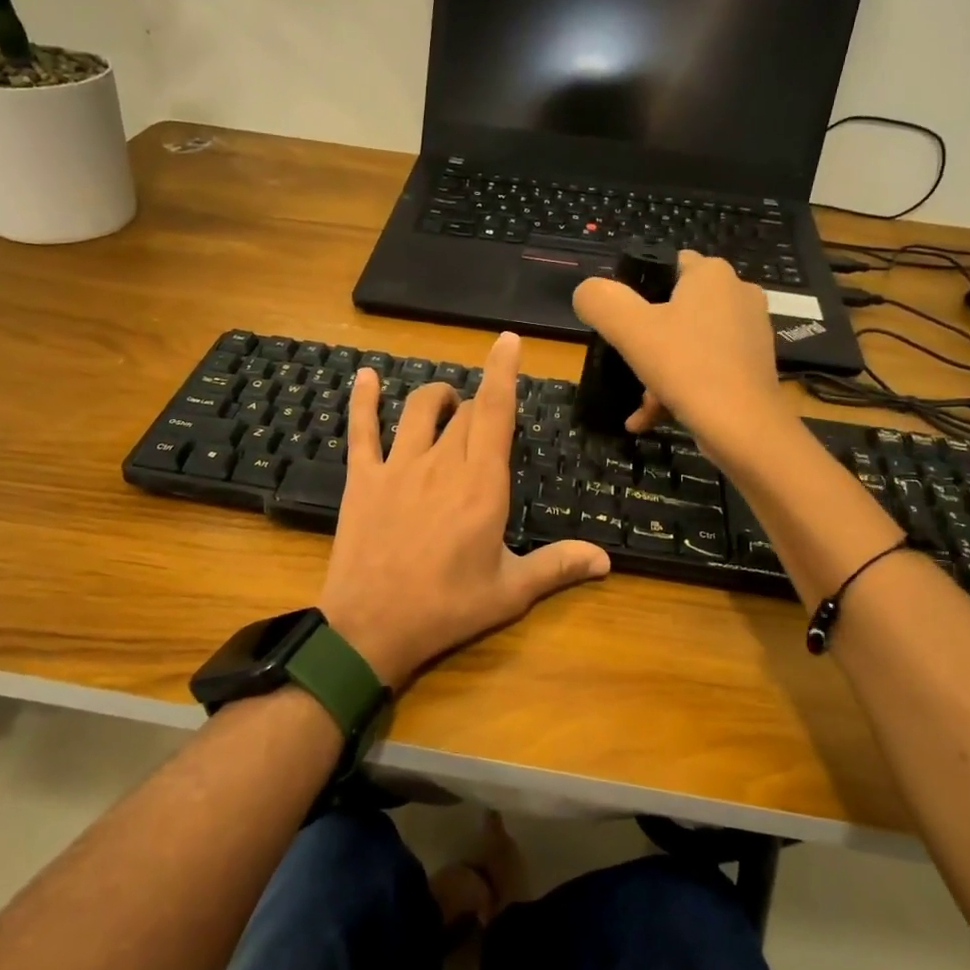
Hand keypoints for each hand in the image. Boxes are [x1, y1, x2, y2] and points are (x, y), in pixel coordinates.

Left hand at [316, 332, 610, 689]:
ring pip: (418, 410)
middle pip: (464, 412)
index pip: (496, 412)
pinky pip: (363, 430)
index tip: (508, 341)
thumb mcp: (510, 592)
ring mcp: (398, 468)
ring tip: (446, 400)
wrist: (372, 628)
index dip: (503, 372)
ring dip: (436, 396)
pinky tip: (365, 377)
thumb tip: (606, 560)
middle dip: (478, 405)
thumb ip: (558, 567)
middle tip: (484, 420)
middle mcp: (442, 464)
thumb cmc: (447, 609)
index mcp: (482, 485)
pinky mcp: (363, 479)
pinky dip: (364, 400)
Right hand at [572, 250, 790, 459]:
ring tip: (644, 405)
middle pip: (674, 310)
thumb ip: (600, 301)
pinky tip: (653, 418)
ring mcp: (749, 333)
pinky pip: (705, 369)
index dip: (637, 291)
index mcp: (712, 274)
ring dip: (658, 372)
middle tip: (630, 368)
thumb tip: (587, 292)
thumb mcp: (629, 329)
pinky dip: (678, 389)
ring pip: (687, 345)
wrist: (744, 428)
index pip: (666, 266)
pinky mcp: (753, 367)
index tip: (620, 324)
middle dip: (646, 343)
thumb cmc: (687, 367)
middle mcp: (737, 294)